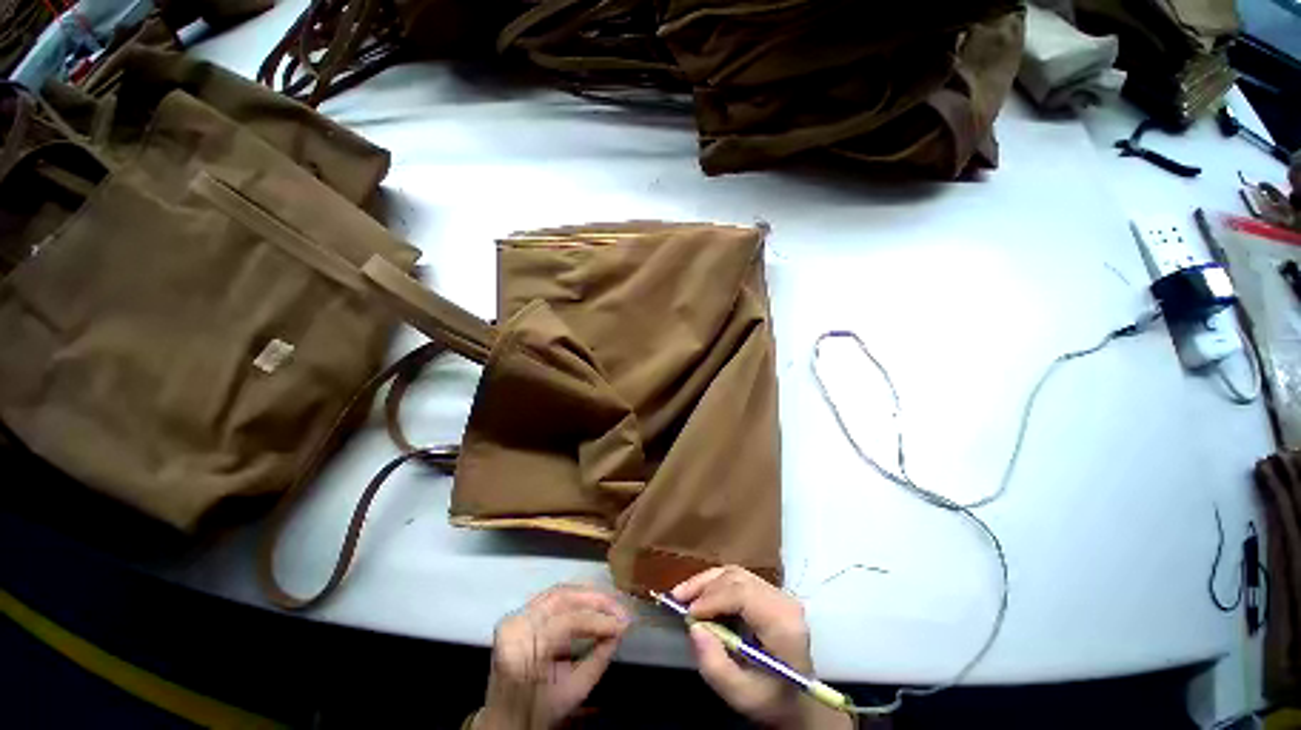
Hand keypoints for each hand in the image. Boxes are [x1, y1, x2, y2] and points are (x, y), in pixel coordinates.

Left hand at [474, 585, 629, 729]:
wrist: (506, 720)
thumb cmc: (539, 711)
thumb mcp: (573, 691)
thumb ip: (599, 658)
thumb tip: (621, 629)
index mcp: (521, 650)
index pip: (566, 622)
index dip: (598, 620)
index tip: (623, 623)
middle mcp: (515, 626)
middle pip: (561, 598)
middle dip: (596, 600)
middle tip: (620, 609)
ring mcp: (514, 617)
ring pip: (558, 593)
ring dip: (588, 596)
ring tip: (611, 604)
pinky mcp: (519, 613)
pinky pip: (552, 598)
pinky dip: (576, 598)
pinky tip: (593, 603)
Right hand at [673, 566, 851, 729]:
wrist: (798, 701)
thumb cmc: (772, 700)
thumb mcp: (743, 696)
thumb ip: (716, 666)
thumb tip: (695, 628)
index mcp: (783, 624)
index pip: (744, 594)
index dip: (713, 598)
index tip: (689, 613)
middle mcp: (783, 601)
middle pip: (737, 579)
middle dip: (704, 586)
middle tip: (677, 599)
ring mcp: (778, 594)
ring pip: (736, 574)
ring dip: (706, 582)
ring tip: (682, 594)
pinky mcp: (770, 593)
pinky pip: (739, 578)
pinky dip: (715, 583)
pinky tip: (699, 594)